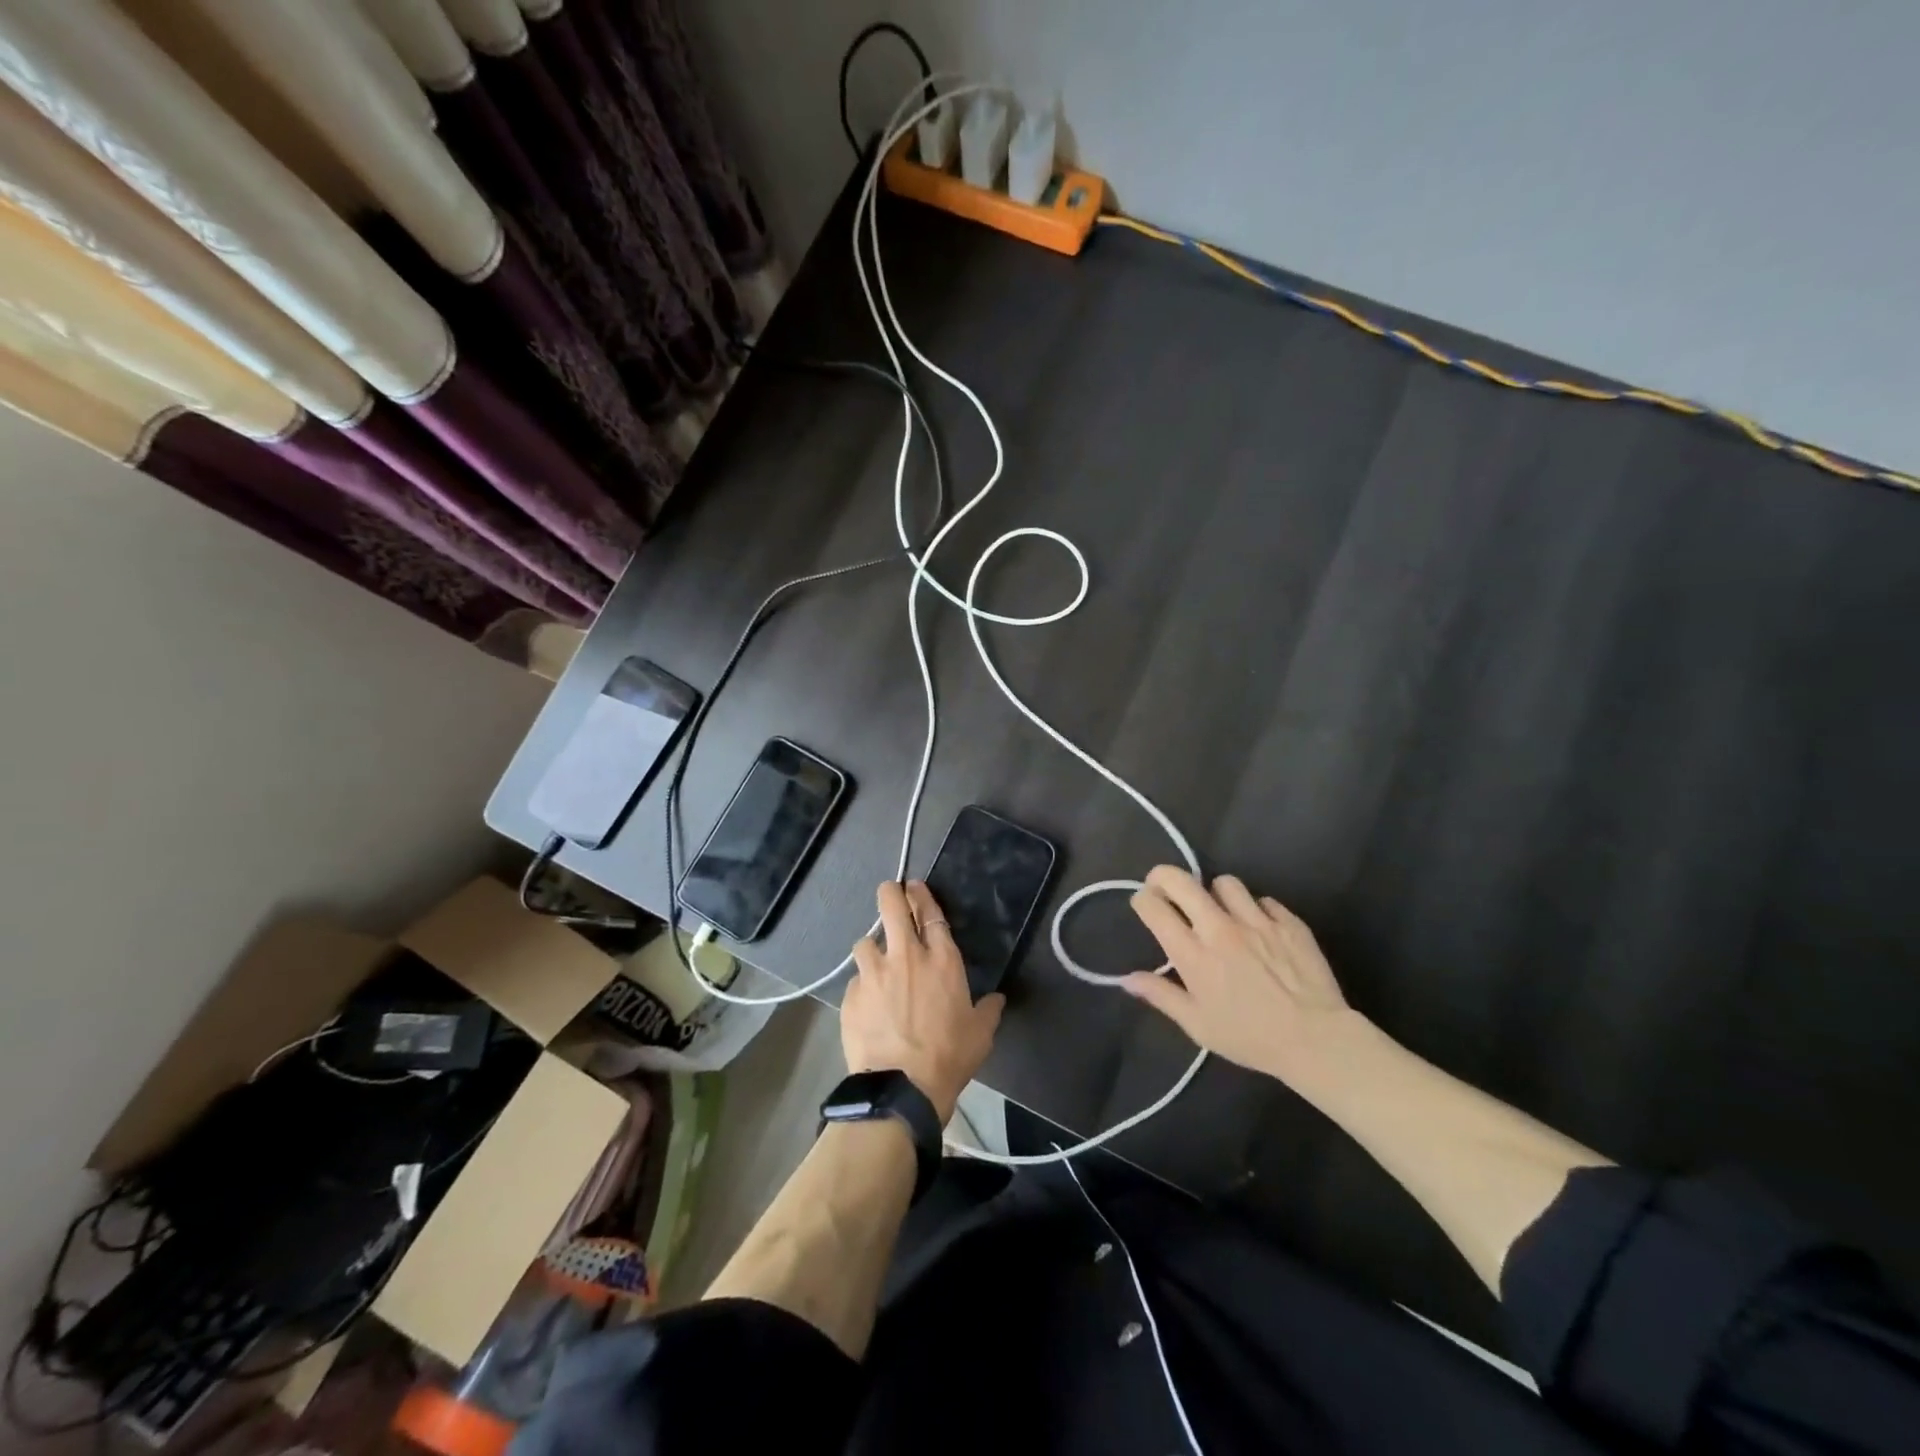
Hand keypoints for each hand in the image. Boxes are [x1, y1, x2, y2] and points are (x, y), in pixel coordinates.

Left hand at [843, 881, 1003, 1122]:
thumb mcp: (980, 1034)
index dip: (921, 896)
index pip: (930, 914)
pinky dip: (861, 987)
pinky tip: (866, 1004)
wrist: (901, 1087)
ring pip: (864, 942)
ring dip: (871, 948)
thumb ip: (988, 1010)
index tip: (914, 887)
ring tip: (874, 962)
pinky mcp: (852, 996)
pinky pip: (855, 981)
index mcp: (941, 961)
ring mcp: (874, 974)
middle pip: (892, 907)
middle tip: (889, 892)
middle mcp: (906, 957)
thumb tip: (997, 999)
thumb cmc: (949, 1057)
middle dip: (889, 893)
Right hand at [1124, 866, 1365, 1090]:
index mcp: (1193, 953)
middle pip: (1181, 880)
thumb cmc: (1250, 1037)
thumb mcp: (1197, 1025)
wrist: (1317, 1040)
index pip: (1154, 907)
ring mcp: (1256, 921)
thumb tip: (1127, 978)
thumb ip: (1161, 995)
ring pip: (1225, 883)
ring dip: (1215, 893)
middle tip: (1165, 889)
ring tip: (1219, 910)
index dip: (1142, 900)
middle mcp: (1219, 928)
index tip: (1145, 906)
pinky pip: (1264, 900)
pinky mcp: (1288, 922)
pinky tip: (1258, 929)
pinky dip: (1255, 910)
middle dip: (1164, 877)